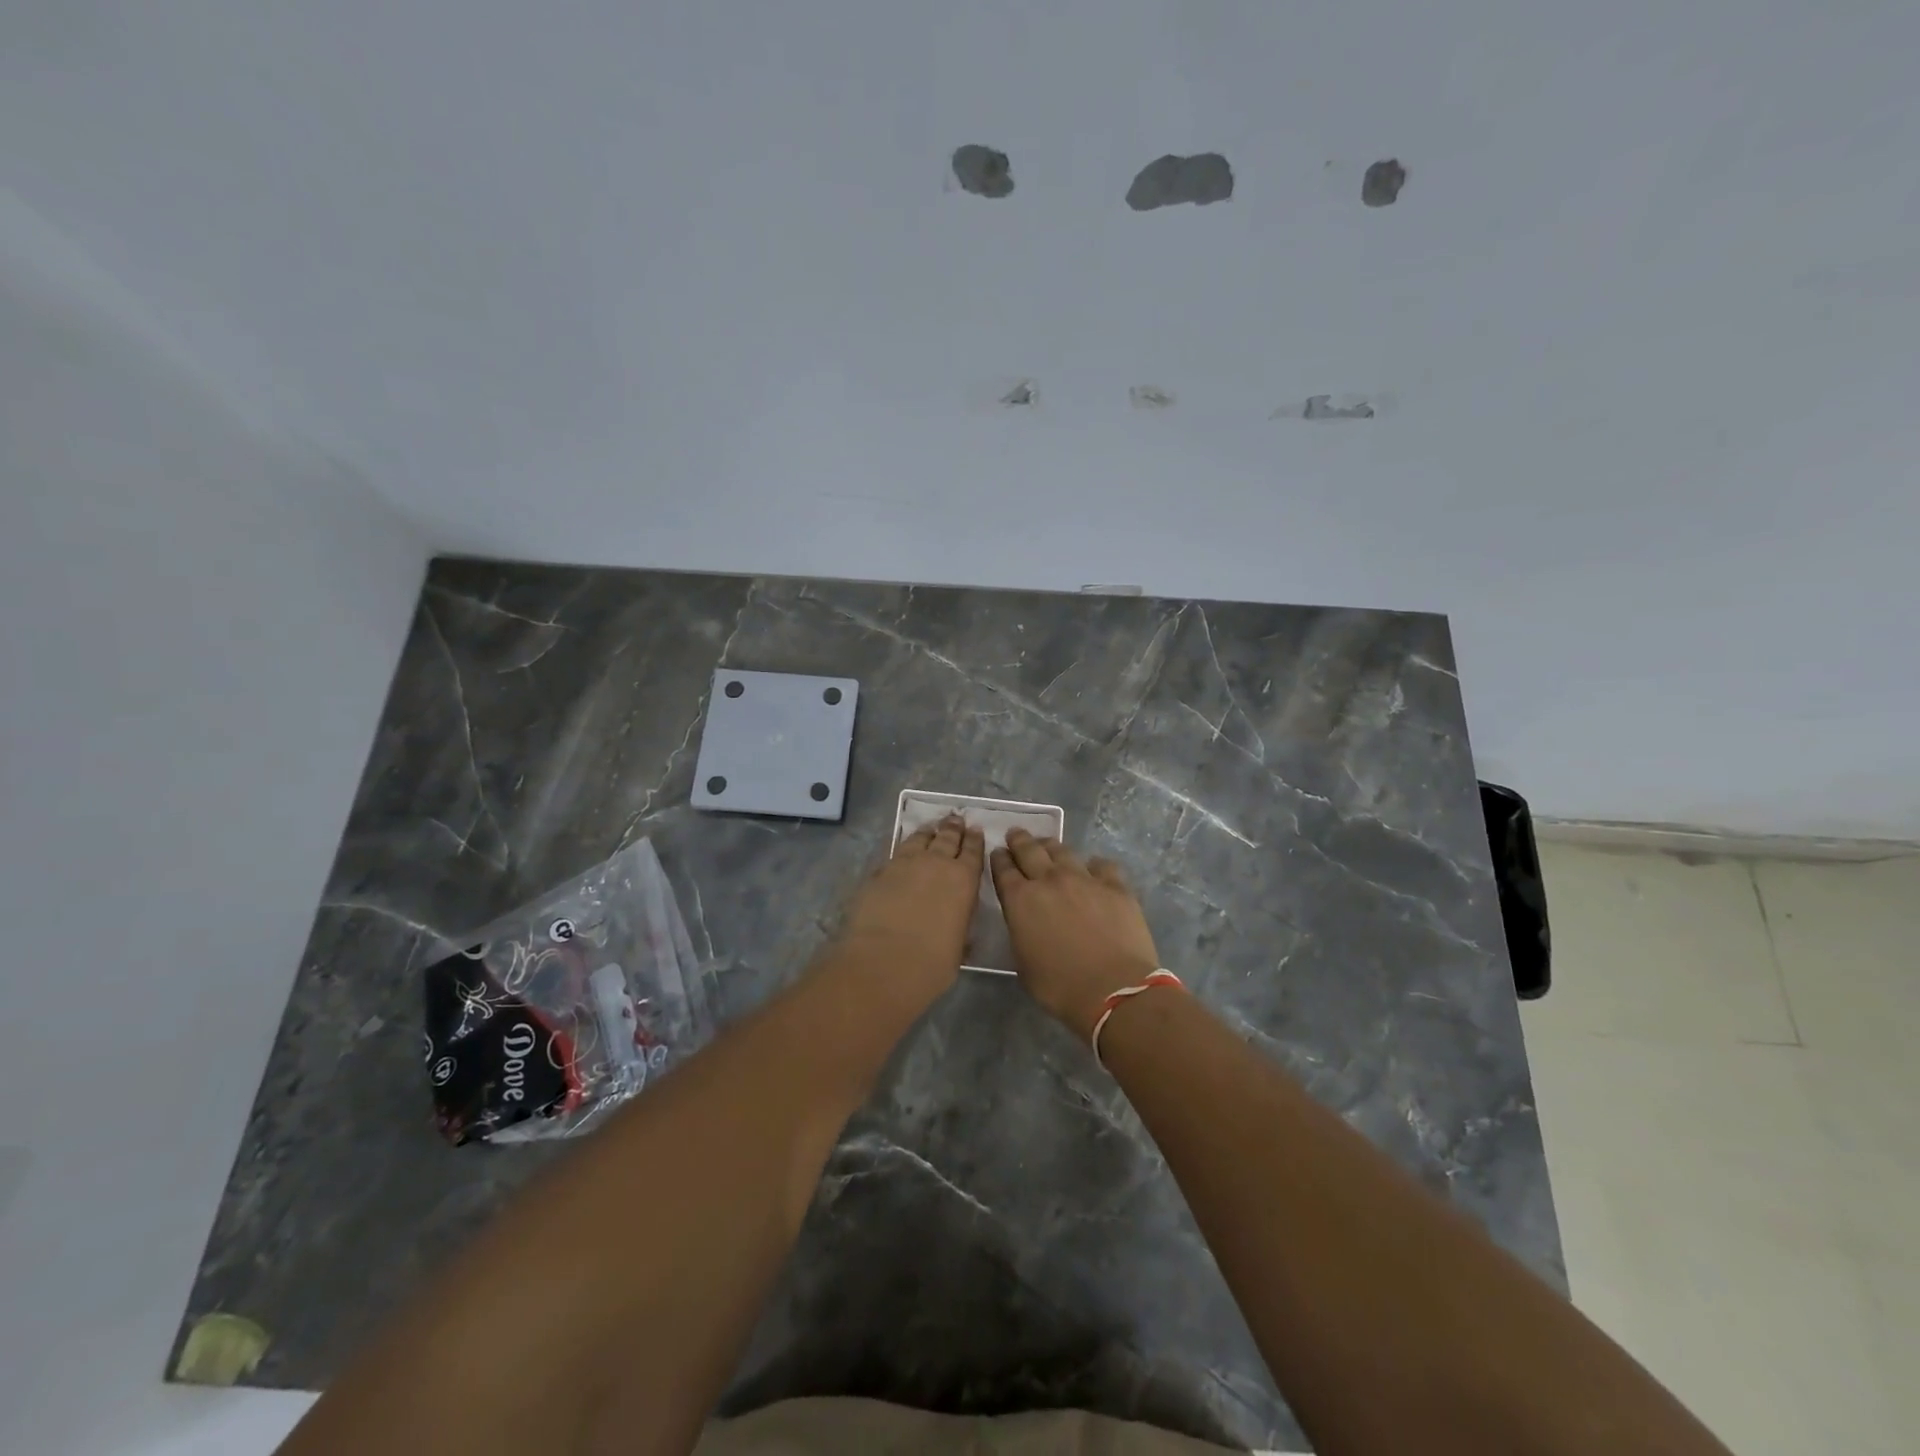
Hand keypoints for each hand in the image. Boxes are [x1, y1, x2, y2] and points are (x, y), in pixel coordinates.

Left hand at [833, 814, 983, 1007]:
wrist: (884, 962)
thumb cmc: (932, 963)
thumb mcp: (958, 946)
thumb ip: (959, 926)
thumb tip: (956, 922)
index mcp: (963, 880)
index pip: (972, 851)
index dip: (974, 840)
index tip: (975, 830)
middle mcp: (936, 863)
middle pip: (946, 838)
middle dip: (952, 828)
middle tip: (955, 818)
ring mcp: (904, 864)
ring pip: (919, 839)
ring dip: (927, 832)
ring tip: (931, 827)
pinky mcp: (879, 873)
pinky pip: (895, 853)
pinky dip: (903, 848)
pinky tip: (903, 850)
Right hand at [991, 830, 1161, 1036]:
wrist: (1114, 990)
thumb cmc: (1060, 987)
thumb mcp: (1023, 964)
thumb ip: (1020, 931)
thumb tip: (1025, 920)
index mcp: (1021, 900)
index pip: (1003, 869)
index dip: (998, 858)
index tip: (997, 852)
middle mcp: (1050, 880)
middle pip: (1029, 850)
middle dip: (1019, 840)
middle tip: (1015, 834)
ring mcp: (1085, 879)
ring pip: (1063, 851)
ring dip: (1051, 846)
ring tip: (1048, 845)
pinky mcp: (1115, 886)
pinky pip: (1102, 865)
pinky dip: (1093, 865)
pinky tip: (1093, 869)